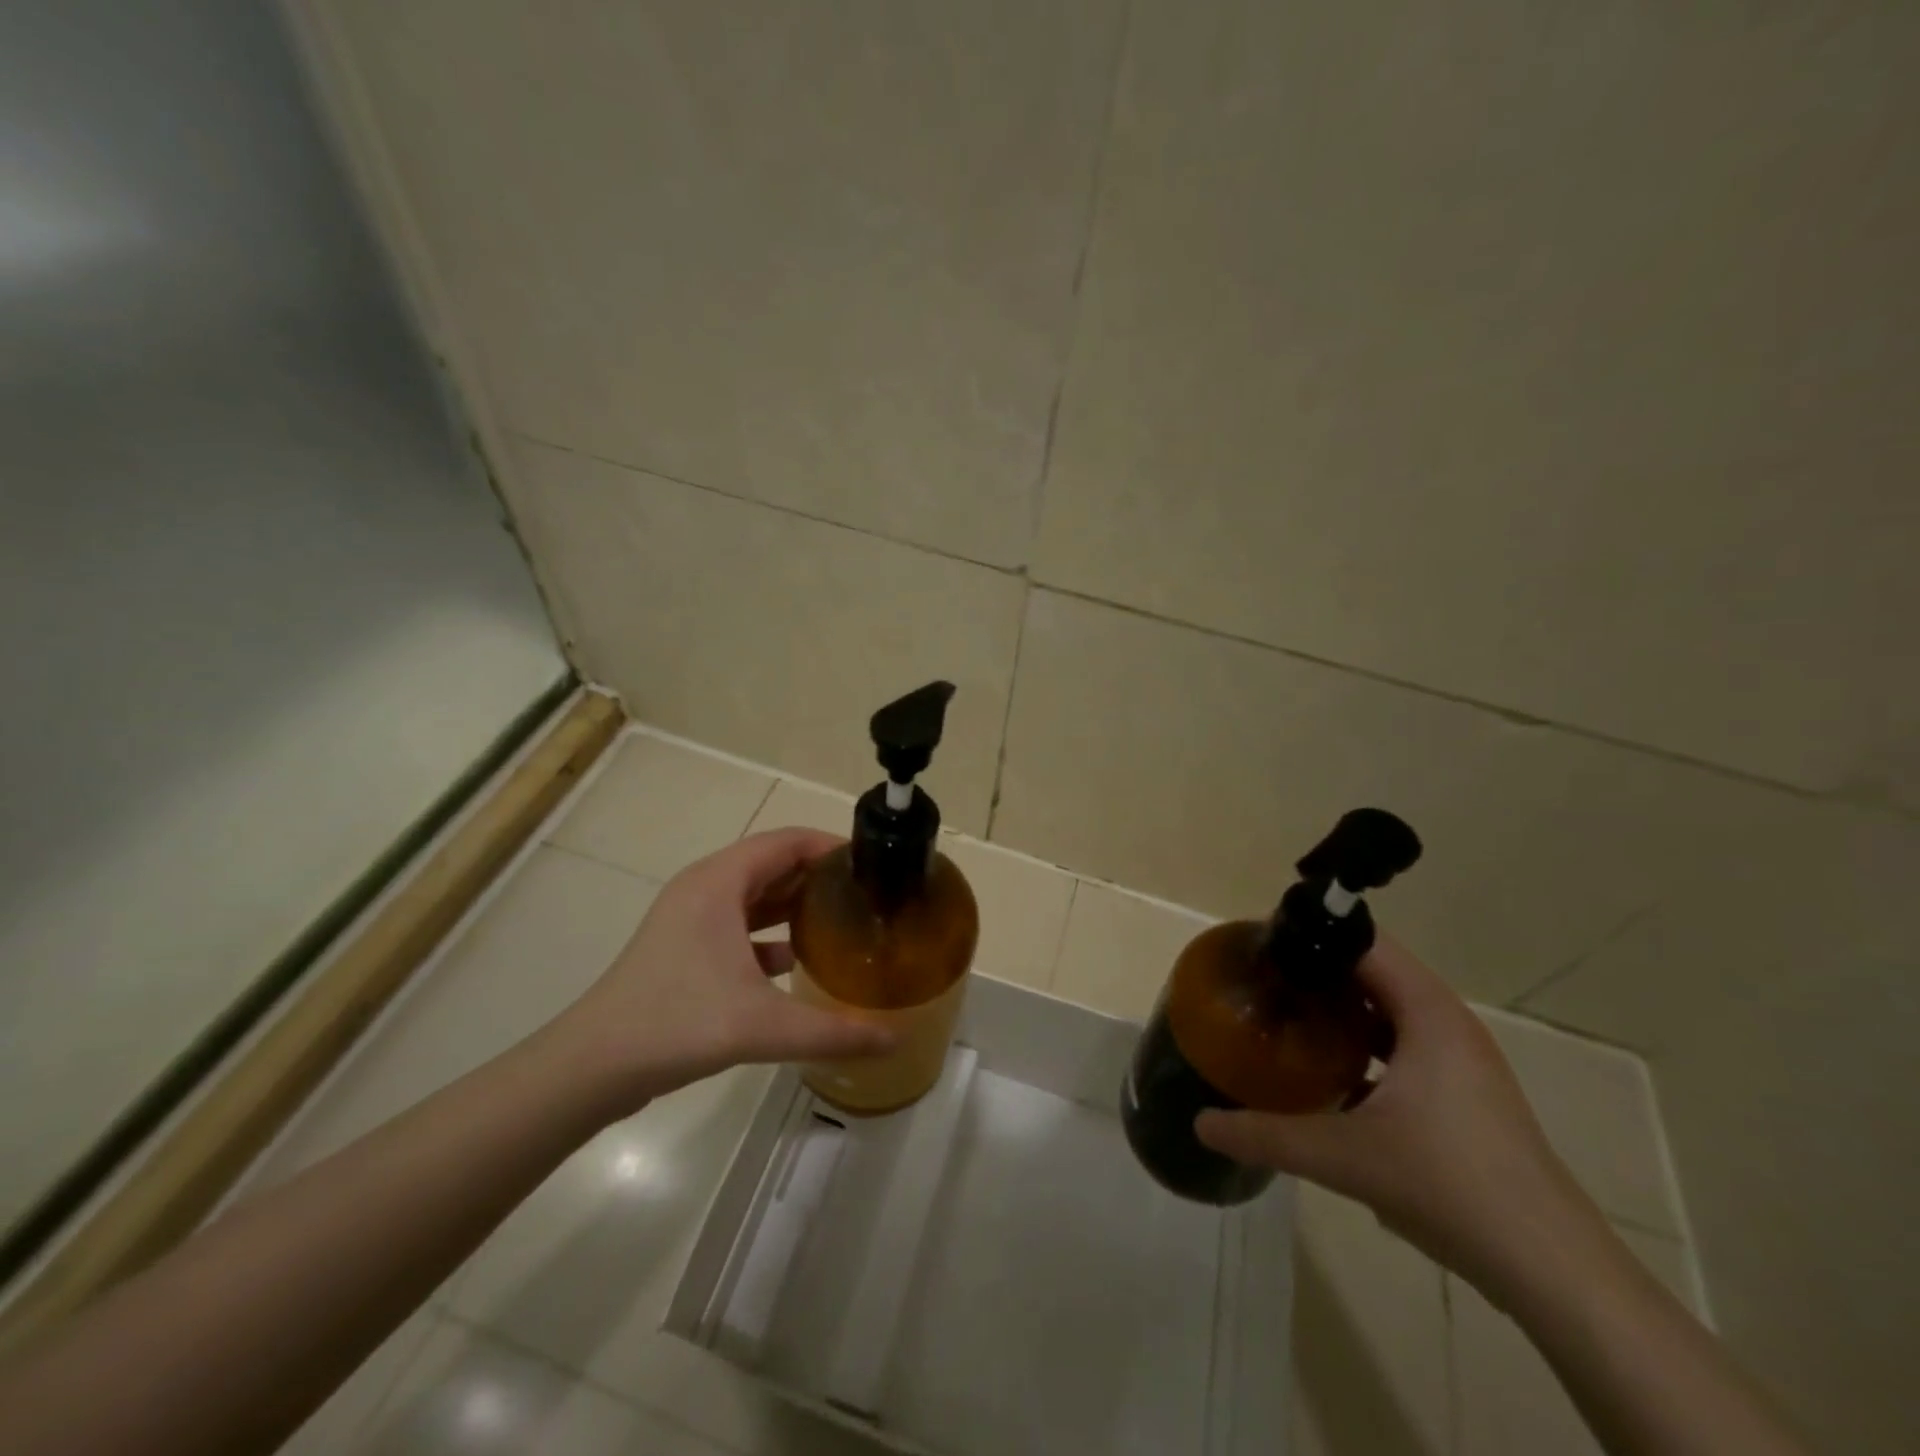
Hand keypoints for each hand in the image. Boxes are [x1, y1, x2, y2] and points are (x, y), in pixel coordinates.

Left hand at [544, 828, 891, 1114]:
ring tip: (841, 921)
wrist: (592, 1066)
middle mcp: (705, 888)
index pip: (786, 840)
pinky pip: (738, 924)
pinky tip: (796, 962)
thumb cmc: (677, 1023)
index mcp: (720, 882)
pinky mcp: (683, 947)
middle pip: (772, 864)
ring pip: (754, 895)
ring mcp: (690, 918)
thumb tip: (896, 1039)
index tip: (871, 865)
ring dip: (794, 903)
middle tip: (865, 895)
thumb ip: (834, 1032)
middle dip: (818, 875)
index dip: (830, 845)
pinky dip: (769, 933)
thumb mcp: (763, 1026)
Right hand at [1195, 937, 1601, 1295]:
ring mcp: (1460, 1060)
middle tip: (1261, 980)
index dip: (1312, 934)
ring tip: (1285, 1016)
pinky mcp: (1463, 1094)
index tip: (1260, 943)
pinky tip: (1328, 1071)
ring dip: (1340, 1008)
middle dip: (1317, 970)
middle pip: (1373, 972)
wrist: (1553, 1271)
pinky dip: (1363, 1043)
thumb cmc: (1450, 1186)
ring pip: (1388, 1010)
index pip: (1365, 943)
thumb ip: (1267, 1135)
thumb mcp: (1345, 1158)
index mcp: (1428, 1014)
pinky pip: (1402, 1044)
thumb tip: (1200, 1123)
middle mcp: (1447, 1024)